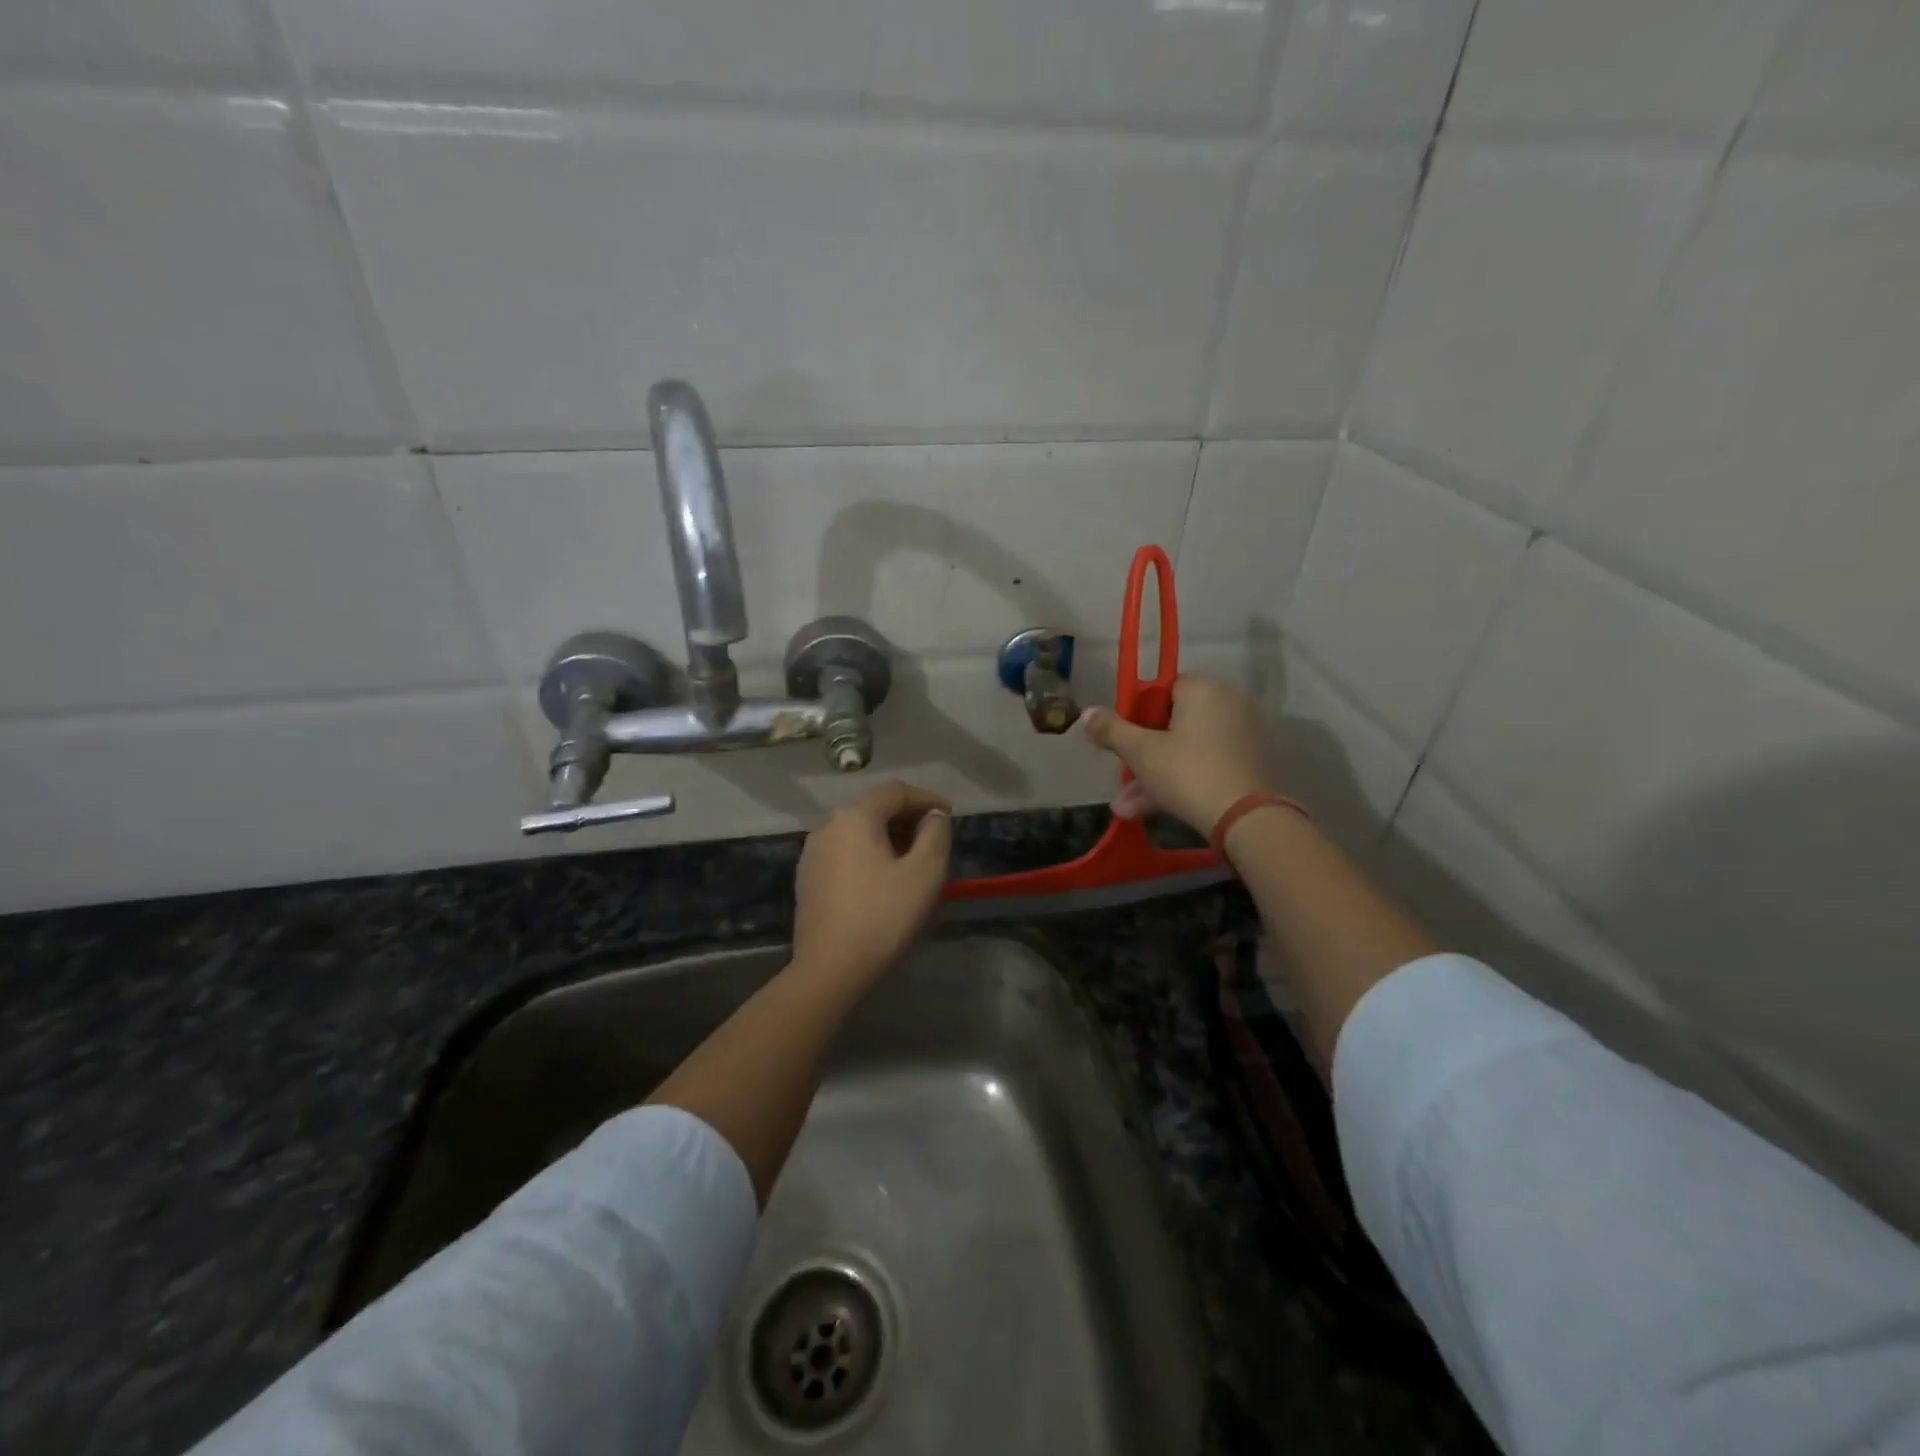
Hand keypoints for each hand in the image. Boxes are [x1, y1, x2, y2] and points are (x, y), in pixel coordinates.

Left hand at [792, 780, 951, 988]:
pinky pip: (845, 852)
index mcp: (855, 816)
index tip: (950, 815)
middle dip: (907, 818)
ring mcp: (812, 853)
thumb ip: (935, 834)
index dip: (927, 799)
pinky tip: (884, 879)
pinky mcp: (807, 879)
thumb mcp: (925, 872)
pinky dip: (869, 854)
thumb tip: (933, 816)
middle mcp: (828, 826)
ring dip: (888, 837)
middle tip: (934, 838)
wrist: (830, 969)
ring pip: (858, 831)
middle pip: (874, 808)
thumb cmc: (884, 916)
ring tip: (913, 859)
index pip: (896, 791)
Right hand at [1082, 674, 1270, 835]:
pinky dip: (1180, 782)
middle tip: (1121, 778)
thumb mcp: (1140, 752)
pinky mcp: (1247, 765)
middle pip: (1172, 723)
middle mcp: (1227, 704)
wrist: (1245, 820)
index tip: (1121, 740)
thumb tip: (1087, 713)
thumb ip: (1111, 730)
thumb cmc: (1186, 773)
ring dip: (1154, 776)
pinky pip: (1205, 765)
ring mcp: (1241, 736)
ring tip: (1125, 808)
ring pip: (1186, 750)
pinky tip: (1150, 810)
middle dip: (1141, 754)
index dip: (1137, 714)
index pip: (1162, 689)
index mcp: (1203, 690)